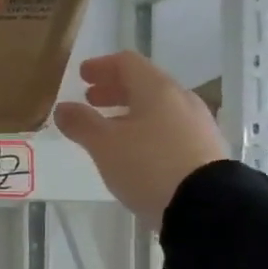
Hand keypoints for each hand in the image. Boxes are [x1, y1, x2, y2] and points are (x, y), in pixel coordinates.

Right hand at [53, 51, 226, 226]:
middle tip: (91, 100)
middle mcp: (181, 99)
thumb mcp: (105, 146)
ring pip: (158, 108)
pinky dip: (147, 130)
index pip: (127, 63)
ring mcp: (197, 124)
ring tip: (109, 130)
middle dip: (114, 90)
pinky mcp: (205, 149)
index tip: (82, 75)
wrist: (205, 205)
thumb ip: (81, 124)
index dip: (101, 66)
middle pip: (144, 84)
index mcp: (157, 89)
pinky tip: (136, 151)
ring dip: (130, 112)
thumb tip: (62, 109)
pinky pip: (170, 129)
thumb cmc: (149, 166)